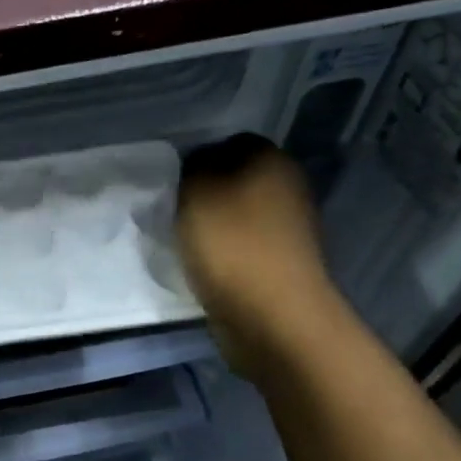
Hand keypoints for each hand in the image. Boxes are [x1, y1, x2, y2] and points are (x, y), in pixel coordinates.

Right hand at [175, 136, 336, 375]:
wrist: (272, 316)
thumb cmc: (231, 245)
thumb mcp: (196, 191)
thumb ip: (193, 166)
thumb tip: (199, 165)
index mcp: (271, 159)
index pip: (228, 143)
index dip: (197, 160)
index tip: (171, 185)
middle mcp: (288, 185)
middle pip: (234, 179)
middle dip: (204, 194)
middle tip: (172, 212)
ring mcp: (289, 227)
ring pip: (237, 213)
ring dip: (212, 226)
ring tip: (183, 242)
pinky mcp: (282, 262)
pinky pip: (243, 245)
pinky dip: (223, 253)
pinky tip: (203, 265)